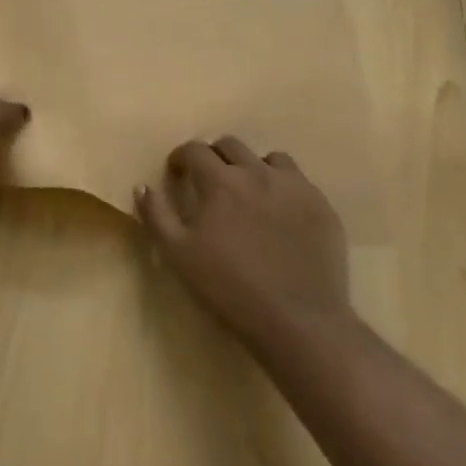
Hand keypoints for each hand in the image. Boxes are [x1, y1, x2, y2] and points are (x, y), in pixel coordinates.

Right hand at [135, 138, 353, 352]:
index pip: (195, 150)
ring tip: (248, 193)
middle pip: (231, 146)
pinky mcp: (322, 206)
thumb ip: (156, 215)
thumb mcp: (178, 254)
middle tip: (209, 182)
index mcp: (221, 181)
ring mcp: (295, 187)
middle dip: (214, 157)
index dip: (180, 158)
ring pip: (268, 158)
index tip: (176, 173)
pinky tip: (280, 214)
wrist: (298, 319)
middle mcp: (258, 172)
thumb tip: (143, 186)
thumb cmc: (229, 287)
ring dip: (252, 167)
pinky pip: (298, 181)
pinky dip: (282, 187)